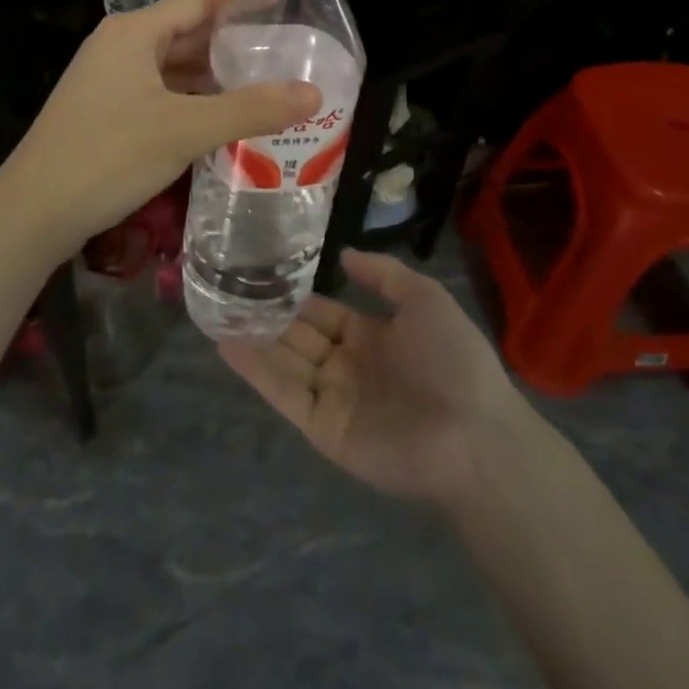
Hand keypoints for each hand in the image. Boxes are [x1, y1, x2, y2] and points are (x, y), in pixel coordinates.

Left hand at [0, 0, 319, 259]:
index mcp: (134, 32)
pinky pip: (159, 92)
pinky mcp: (105, 110)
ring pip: (172, 66)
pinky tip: (221, 118)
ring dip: (214, 74)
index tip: (286, 0)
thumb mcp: (184, 130)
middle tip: (285, 51)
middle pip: (186, 31)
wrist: (32, 212)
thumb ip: (250, 109)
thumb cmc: (108, 156)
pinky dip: (192, 99)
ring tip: (264, 85)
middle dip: (234, 41)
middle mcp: (120, 45)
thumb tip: (313, 93)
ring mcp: (108, 79)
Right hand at [221, 251, 535, 508]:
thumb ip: (383, 274)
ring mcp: (333, 398)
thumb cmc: (453, 360)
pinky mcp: (322, 427)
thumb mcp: (425, 299)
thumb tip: (344, 254)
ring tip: (215, 310)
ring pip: (285, 361)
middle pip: (299, 335)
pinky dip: (256, 370)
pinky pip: (285, 393)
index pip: (323, 313)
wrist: (474, 435)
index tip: (260, 272)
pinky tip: (227, 343)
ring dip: (253, 338)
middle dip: (267, 315)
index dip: (295, 295)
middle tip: (226, 287)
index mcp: (372, 337)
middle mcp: (347, 366)